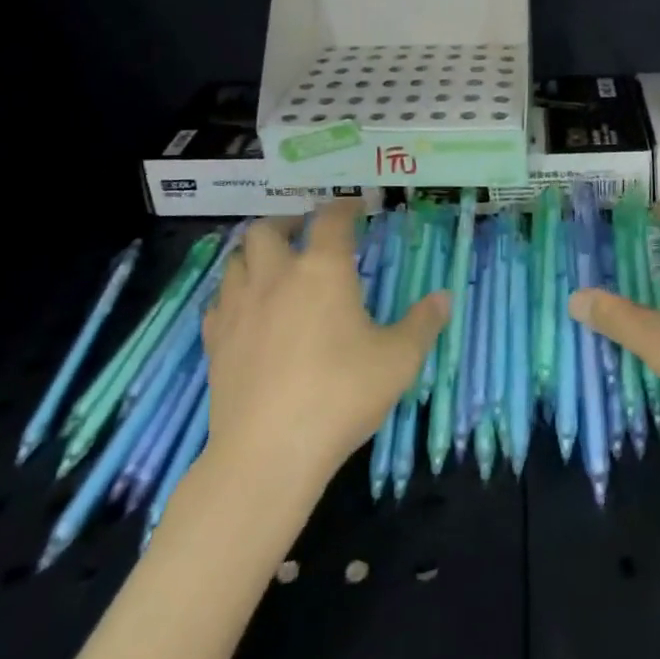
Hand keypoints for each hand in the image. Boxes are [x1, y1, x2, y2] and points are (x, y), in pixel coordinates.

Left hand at [205, 201, 448, 495]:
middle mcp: (276, 276)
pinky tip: (247, 311)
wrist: (269, 452)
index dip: (344, 207)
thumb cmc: (341, 395)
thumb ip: (422, 324)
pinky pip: (219, 301)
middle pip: (266, 229)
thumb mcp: (398, 360)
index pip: (331, 220)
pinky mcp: (215, 340)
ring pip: (236, 260)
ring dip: (255, 254)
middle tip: (304, 233)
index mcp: (322, 270)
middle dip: (286, 223)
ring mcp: (239, 307)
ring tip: (273, 266)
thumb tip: (444, 298)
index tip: (355, 206)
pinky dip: (233, 294)